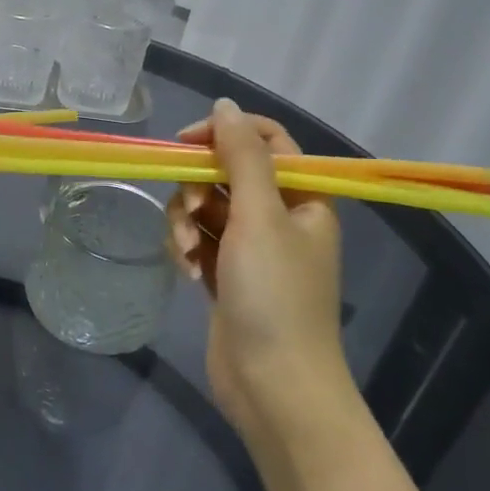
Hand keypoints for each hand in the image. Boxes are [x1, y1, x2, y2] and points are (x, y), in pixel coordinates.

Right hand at [168, 99, 348, 439]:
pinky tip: (185, 272)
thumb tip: (224, 104)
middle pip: (227, 173)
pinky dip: (187, 248)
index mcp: (303, 198)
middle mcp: (279, 217)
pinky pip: (199, 240)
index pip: (266, 140)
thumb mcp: (260, 216)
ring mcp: (251, 249)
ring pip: (206, 207)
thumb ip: (241, 155)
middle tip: (190, 211)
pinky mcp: (226, 275)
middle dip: (198, 187)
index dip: (224, 133)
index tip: (186, 143)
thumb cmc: (275, 294)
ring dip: (186, 222)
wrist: (273, 386)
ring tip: (186, 251)